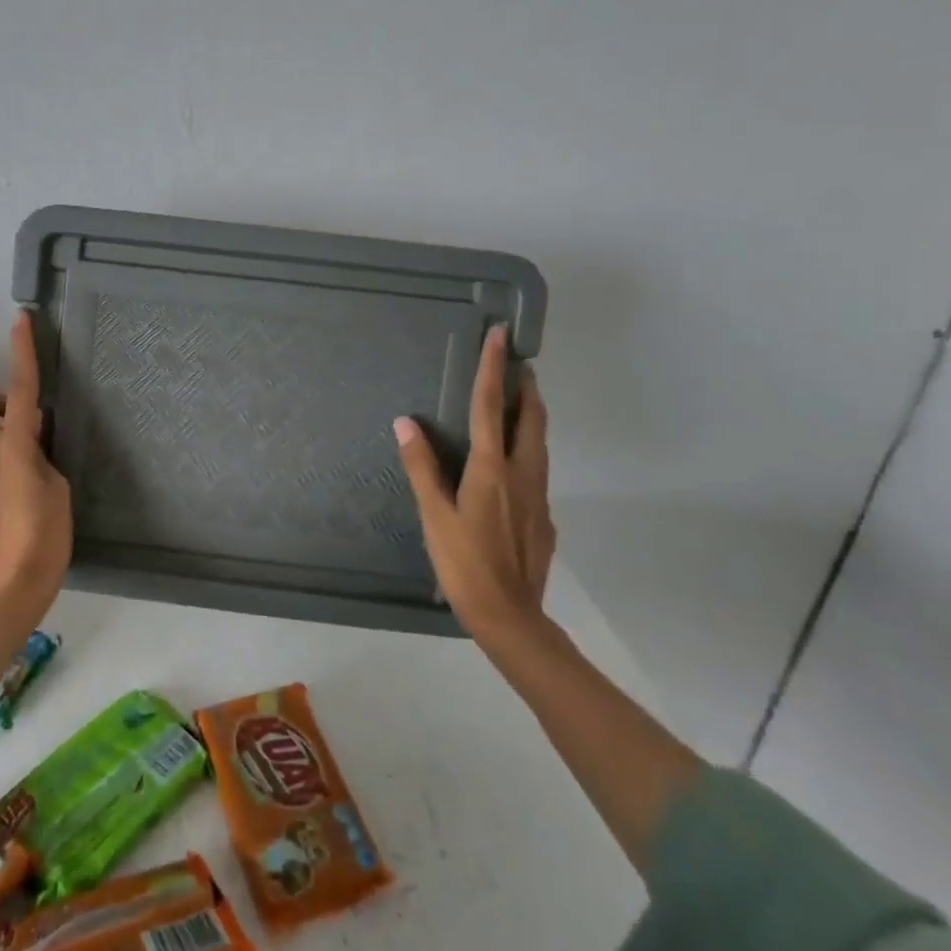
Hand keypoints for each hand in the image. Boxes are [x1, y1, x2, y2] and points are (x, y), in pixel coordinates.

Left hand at [0, 312, 73, 614]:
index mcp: (12, 446)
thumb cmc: (45, 536)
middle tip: (28, 423)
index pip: (20, 388)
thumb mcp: (59, 488)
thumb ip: (43, 458)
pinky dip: (0, 468)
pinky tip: (21, 501)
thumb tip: (33, 447)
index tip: (20, 321)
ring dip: (5, 440)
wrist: (11, 588)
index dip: (21, 352)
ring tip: (36, 474)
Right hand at [394, 325, 555, 651]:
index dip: (494, 368)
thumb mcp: (434, 514)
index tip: (502, 335)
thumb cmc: (464, 563)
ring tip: (517, 403)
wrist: (509, 615)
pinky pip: (536, 470)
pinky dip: (527, 450)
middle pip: (531, 418)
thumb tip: (406, 422)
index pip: (491, 406)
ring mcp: (538, 496)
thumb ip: (421, 466)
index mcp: (492, 468)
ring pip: (539, 443)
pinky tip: (511, 467)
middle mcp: (522, 473)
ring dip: (530, 416)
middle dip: (526, 387)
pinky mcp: (544, 517)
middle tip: (518, 365)